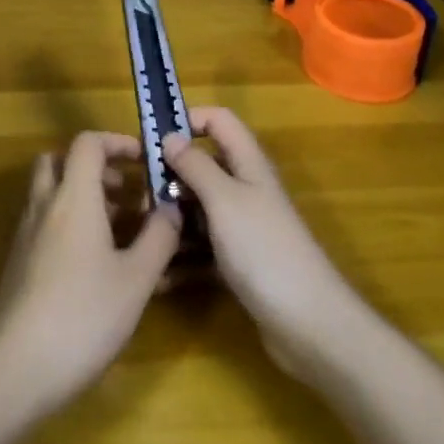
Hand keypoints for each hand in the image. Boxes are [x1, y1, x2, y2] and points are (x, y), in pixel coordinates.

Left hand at [0, 131, 180, 413]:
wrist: (18, 366)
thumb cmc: (85, 316)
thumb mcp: (137, 279)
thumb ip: (159, 237)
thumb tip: (172, 207)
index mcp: (73, 198)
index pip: (87, 143)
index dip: (117, 142)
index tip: (144, 160)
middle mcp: (44, 206)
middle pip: (60, 161)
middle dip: (95, 167)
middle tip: (126, 192)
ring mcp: (26, 234)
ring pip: (50, 193)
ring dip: (82, 195)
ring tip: (119, 228)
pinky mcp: (18, 261)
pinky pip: (44, 222)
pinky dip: (68, 223)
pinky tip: (95, 262)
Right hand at [162, 108, 358, 381]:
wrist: (308, 323)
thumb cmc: (264, 249)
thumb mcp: (225, 200)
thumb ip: (196, 165)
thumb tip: (170, 135)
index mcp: (248, 165)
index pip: (219, 121)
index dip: (189, 120)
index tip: (152, 140)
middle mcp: (246, 190)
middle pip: (204, 167)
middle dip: (170, 176)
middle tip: (136, 195)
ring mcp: (244, 228)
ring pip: (199, 210)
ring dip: (172, 220)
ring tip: (139, 236)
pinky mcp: (239, 263)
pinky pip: (203, 250)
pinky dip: (183, 258)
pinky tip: (159, 276)